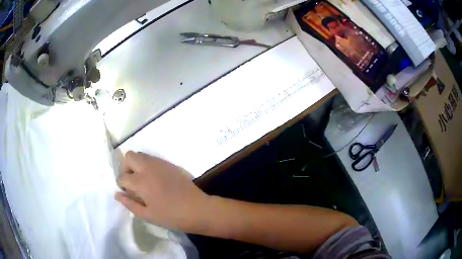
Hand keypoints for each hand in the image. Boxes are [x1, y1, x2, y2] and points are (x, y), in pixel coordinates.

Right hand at [115, 151, 209, 231]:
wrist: (197, 209)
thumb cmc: (171, 216)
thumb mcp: (147, 215)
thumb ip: (129, 203)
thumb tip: (116, 194)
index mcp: (141, 181)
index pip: (122, 177)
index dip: (122, 185)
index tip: (128, 193)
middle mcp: (148, 167)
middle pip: (129, 156)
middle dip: (126, 168)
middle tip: (132, 182)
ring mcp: (160, 163)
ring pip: (141, 154)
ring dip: (136, 164)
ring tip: (142, 181)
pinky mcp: (169, 164)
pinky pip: (152, 158)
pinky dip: (147, 164)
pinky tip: (154, 179)